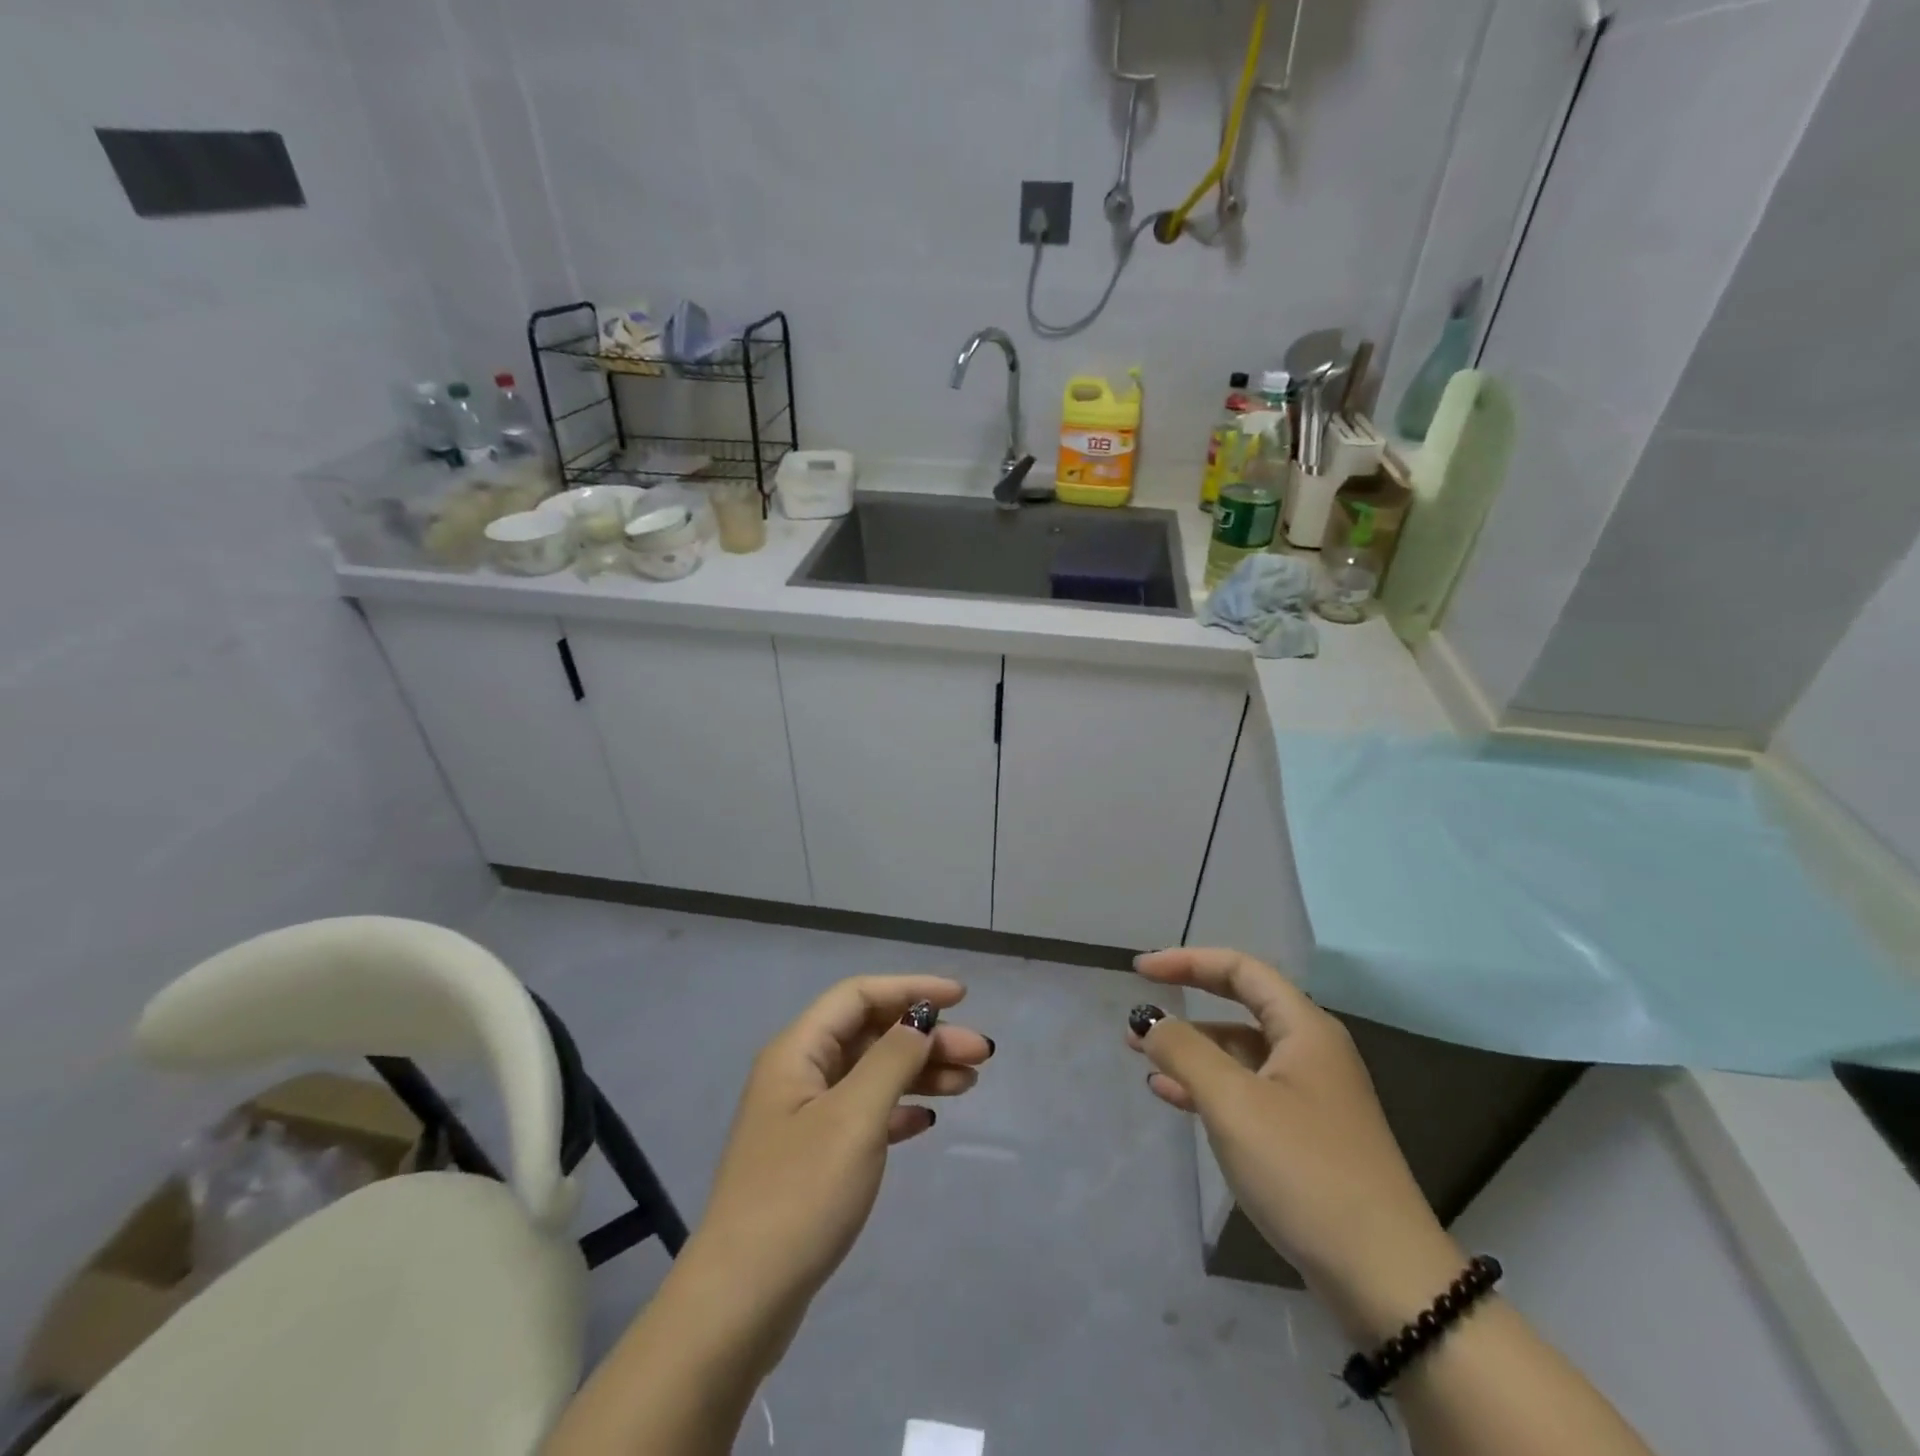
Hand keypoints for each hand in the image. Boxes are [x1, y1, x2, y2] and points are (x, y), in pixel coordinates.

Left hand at [542, 977, 991, 1455]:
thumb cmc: (800, 1194)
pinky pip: (865, 1115)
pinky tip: (928, 1120)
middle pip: (870, 1034)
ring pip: (871, 1075)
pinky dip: (898, 1110)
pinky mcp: (813, 1158)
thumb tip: (920, 1020)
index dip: (910, 989)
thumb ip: (892, 1059)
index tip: (961, 998)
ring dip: (919, 1072)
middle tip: (980, 1054)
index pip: (859, 995)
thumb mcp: (854, 1118)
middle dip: (925, 1037)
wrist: (741, 1300)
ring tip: (969, 1083)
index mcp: (798, 1051)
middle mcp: (799, 1073)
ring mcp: (804, 1117)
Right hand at [1129, 948, 1463, 1342]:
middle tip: (1138, 1015)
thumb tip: (1148, 1018)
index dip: (1187, 961)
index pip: (1240, 969)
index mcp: (1305, 1029)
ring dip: (1191, 1051)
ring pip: (1240, 1054)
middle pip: (1240, 1007)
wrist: (1385, 1280)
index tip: (1140, 971)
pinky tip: (1172, 1098)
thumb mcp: (1234, 1103)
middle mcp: (1311, 1052)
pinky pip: (1246, 1093)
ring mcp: (1310, 1097)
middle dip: (1187, 1006)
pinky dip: (1208, 1088)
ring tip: (1142, 1058)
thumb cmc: (1305, 1171)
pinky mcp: (1304, 1136)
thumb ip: (1184, 1051)